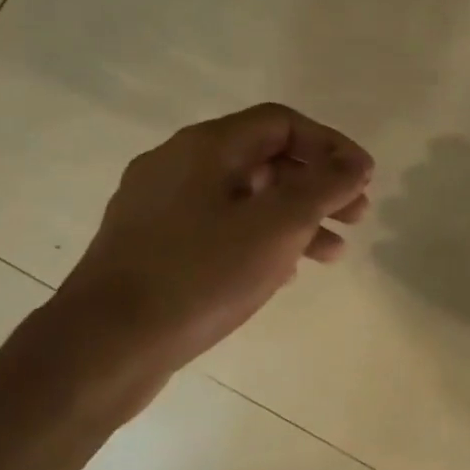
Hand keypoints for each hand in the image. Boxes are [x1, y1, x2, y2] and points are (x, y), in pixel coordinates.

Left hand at [52, 104, 372, 387]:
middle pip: (265, 158)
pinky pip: (220, 226)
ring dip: (294, 217)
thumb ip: (323, 188)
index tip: (364, 180)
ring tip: (332, 254)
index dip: (332, 146)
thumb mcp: (276, 227)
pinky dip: (260, 238)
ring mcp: (160, 205)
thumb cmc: (199, 276)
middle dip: (318, 184)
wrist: (104, 346)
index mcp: (205, 147)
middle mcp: (179, 165)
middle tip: (356, 217)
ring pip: (244, 196)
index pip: (283, 123)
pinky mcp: (152, 244)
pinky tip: (283, 271)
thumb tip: (356, 163)